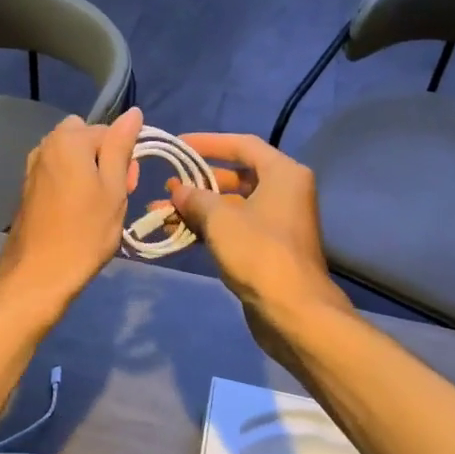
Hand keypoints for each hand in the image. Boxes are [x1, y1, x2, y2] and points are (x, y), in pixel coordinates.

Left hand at [0, 108, 143, 322]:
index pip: (109, 131)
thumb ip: (121, 146)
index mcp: (69, 139)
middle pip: (87, 139)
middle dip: (105, 158)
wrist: (38, 274)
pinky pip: (59, 172)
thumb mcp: (113, 188)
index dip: (125, 156)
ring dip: (89, 172)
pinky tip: (78, 212)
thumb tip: (132, 112)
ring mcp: (34, 166)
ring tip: (99, 207)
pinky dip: (73, 184)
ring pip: (73, 156)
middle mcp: (46, 145)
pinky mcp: (29, 187)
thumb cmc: (84, 232)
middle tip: (116, 195)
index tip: (130, 186)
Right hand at [161, 134, 350, 329]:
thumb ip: (195, 198)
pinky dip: (208, 228)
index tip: (179, 145)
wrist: (293, 310)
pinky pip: (234, 227)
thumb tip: (177, 191)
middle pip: (236, 175)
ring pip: (232, 205)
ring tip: (161, 212)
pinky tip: (178, 233)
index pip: (242, 145)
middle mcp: (285, 192)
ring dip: (198, 208)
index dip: (208, 142)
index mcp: (283, 174)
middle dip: (198, 182)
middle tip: (167, 186)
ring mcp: (277, 221)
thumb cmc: (259, 252)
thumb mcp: (220, 219)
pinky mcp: (268, 247)